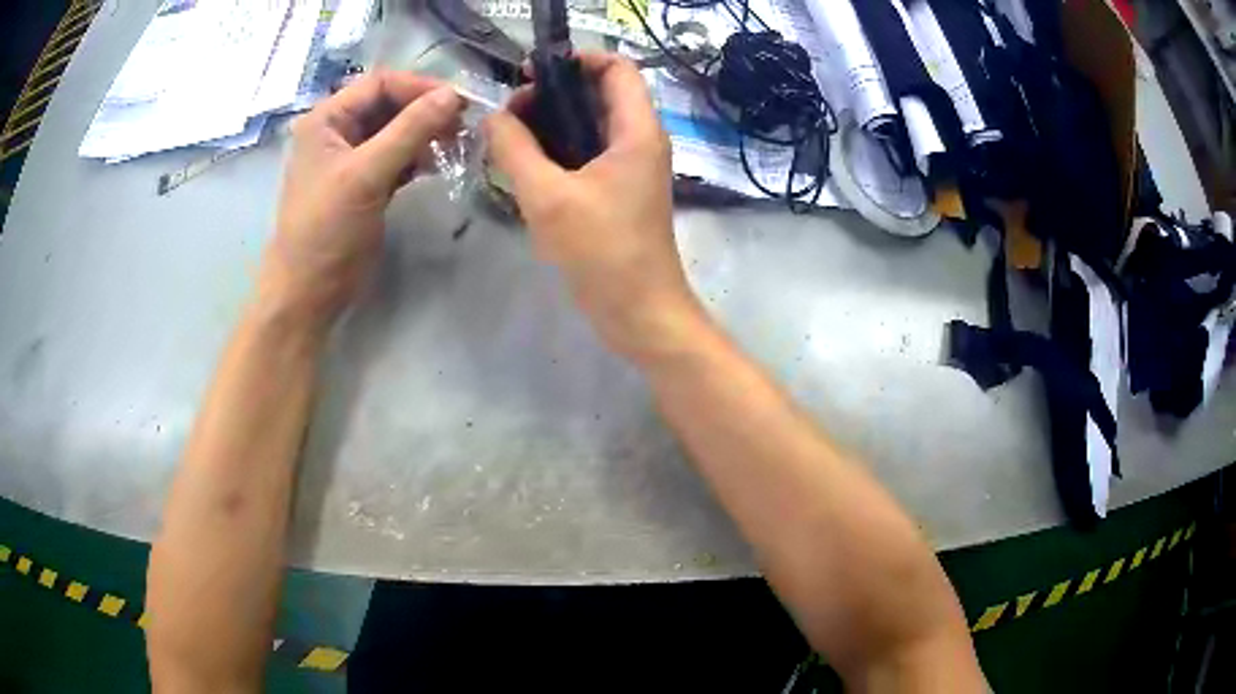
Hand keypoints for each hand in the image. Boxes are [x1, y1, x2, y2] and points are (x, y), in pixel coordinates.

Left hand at [259, 70, 463, 332]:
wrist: (309, 290)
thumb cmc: (326, 229)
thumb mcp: (366, 174)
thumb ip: (409, 130)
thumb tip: (454, 95)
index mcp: (327, 118)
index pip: (380, 84)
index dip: (419, 87)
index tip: (459, 100)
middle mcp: (338, 130)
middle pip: (390, 104)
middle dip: (426, 110)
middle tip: (462, 123)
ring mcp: (352, 156)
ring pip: (396, 129)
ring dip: (426, 132)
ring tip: (456, 142)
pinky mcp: (366, 181)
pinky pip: (397, 155)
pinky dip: (419, 156)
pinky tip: (438, 162)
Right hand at [484, 53, 705, 359]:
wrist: (638, 311)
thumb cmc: (602, 252)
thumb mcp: (548, 196)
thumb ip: (515, 149)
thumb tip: (492, 116)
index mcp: (637, 130)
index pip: (617, 67)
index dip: (576, 59)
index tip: (531, 74)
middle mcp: (640, 140)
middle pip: (599, 93)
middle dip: (553, 93)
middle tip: (509, 114)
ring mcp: (631, 167)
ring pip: (590, 124)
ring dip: (551, 123)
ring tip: (509, 139)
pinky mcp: (619, 190)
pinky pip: (587, 153)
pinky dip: (558, 150)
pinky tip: (524, 167)